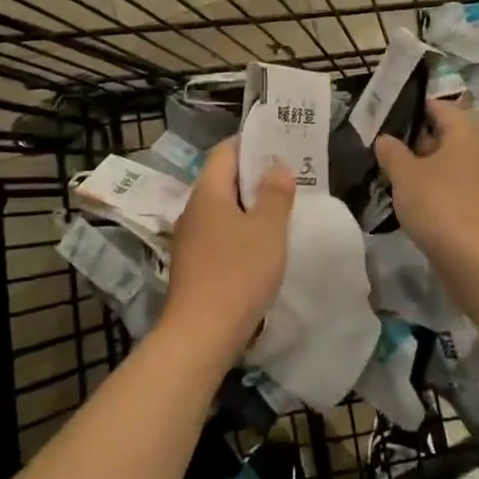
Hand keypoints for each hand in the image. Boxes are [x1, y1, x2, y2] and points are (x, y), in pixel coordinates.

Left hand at [164, 138, 294, 360]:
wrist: (200, 334)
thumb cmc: (238, 273)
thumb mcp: (268, 230)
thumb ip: (275, 193)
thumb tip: (276, 165)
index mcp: (207, 193)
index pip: (224, 152)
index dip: (250, 143)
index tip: (279, 143)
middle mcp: (193, 211)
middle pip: (222, 180)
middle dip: (254, 176)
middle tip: (289, 176)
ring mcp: (190, 240)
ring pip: (222, 210)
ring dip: (249, 206)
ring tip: (281, 209)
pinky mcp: (193, 266)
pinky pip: (219, 234)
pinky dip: (240, 231)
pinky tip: (262, 246)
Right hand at [374, 98, 478, 261]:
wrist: (476, 258)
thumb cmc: (439, 203)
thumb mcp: (405, 174)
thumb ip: (392, 153)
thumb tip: (385, 139)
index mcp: (467, 133)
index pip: (442, 108)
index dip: (417, 108)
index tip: (392, 115)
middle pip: (449, 136)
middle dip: (421, 140)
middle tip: (390, 147)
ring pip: (454, 164)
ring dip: (430, 167)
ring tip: (398, 175)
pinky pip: (459, 188)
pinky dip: (440, 189)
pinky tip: (418, 201)